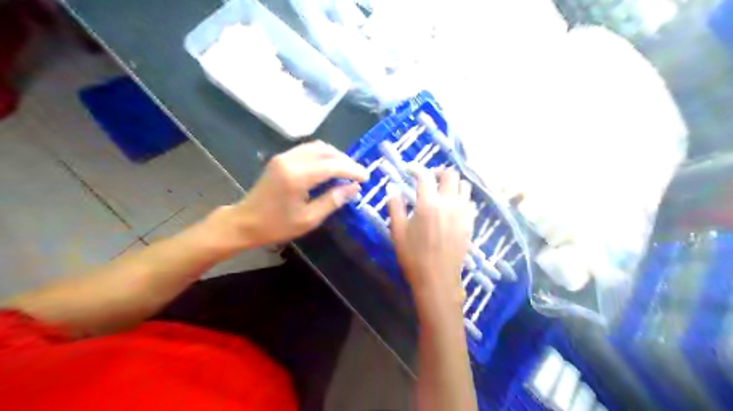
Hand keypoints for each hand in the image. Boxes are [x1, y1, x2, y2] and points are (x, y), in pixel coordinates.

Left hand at [207, 142, 365, 249]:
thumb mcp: (309, 219)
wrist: (244, 222)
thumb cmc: (276, 226)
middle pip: (326, 151)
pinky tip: (329, 168)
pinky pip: (308, 150)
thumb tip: (354, 188)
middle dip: (346, 161)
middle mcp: (291, 160)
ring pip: (317, 147)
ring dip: (335, 156)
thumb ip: (333, 201)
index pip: (332, 166)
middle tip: (358, 174)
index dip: (352, 170)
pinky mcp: (281, 159)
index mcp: (297, 176)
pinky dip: (323, 156)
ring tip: (347, 171)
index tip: (366, 178)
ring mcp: (284, 156)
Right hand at [389, 166, 475, 308]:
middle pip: (450, 175)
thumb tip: (392, 187)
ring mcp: (463, 213)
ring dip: (452, 184)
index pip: (425, 176)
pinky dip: (461, 198)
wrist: (437, 279)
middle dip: (438, 172)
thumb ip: (395, 206)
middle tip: (428, 179)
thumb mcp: (397, 231)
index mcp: (428, 204)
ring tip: (442, 192)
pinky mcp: (470, 223)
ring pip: (464, 186)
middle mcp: (449, 204)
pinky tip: (452, 207)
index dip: (416, 168)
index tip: (409, 170)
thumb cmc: (413, 256)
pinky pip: (470, 202)